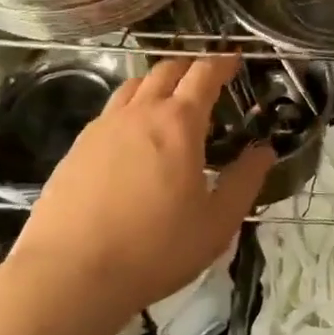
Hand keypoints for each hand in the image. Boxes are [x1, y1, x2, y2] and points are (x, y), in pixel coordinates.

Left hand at [8, 55, 272, 318]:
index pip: (204, 74)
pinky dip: (130, 107)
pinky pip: (110, 111)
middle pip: (167, 70)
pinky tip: (132, 136)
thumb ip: (245, 181)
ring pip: (134, 85)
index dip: (223, 63)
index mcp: (179, 122)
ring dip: (157, 82)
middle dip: (190, 66)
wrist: (69, 273)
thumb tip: (264, 151)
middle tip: (205, 78)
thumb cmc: (154, 248)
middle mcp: (140, 112)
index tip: (235, 61)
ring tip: (168, 101)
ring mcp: (104, 126)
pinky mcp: (77, 147)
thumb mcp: (217, 223)